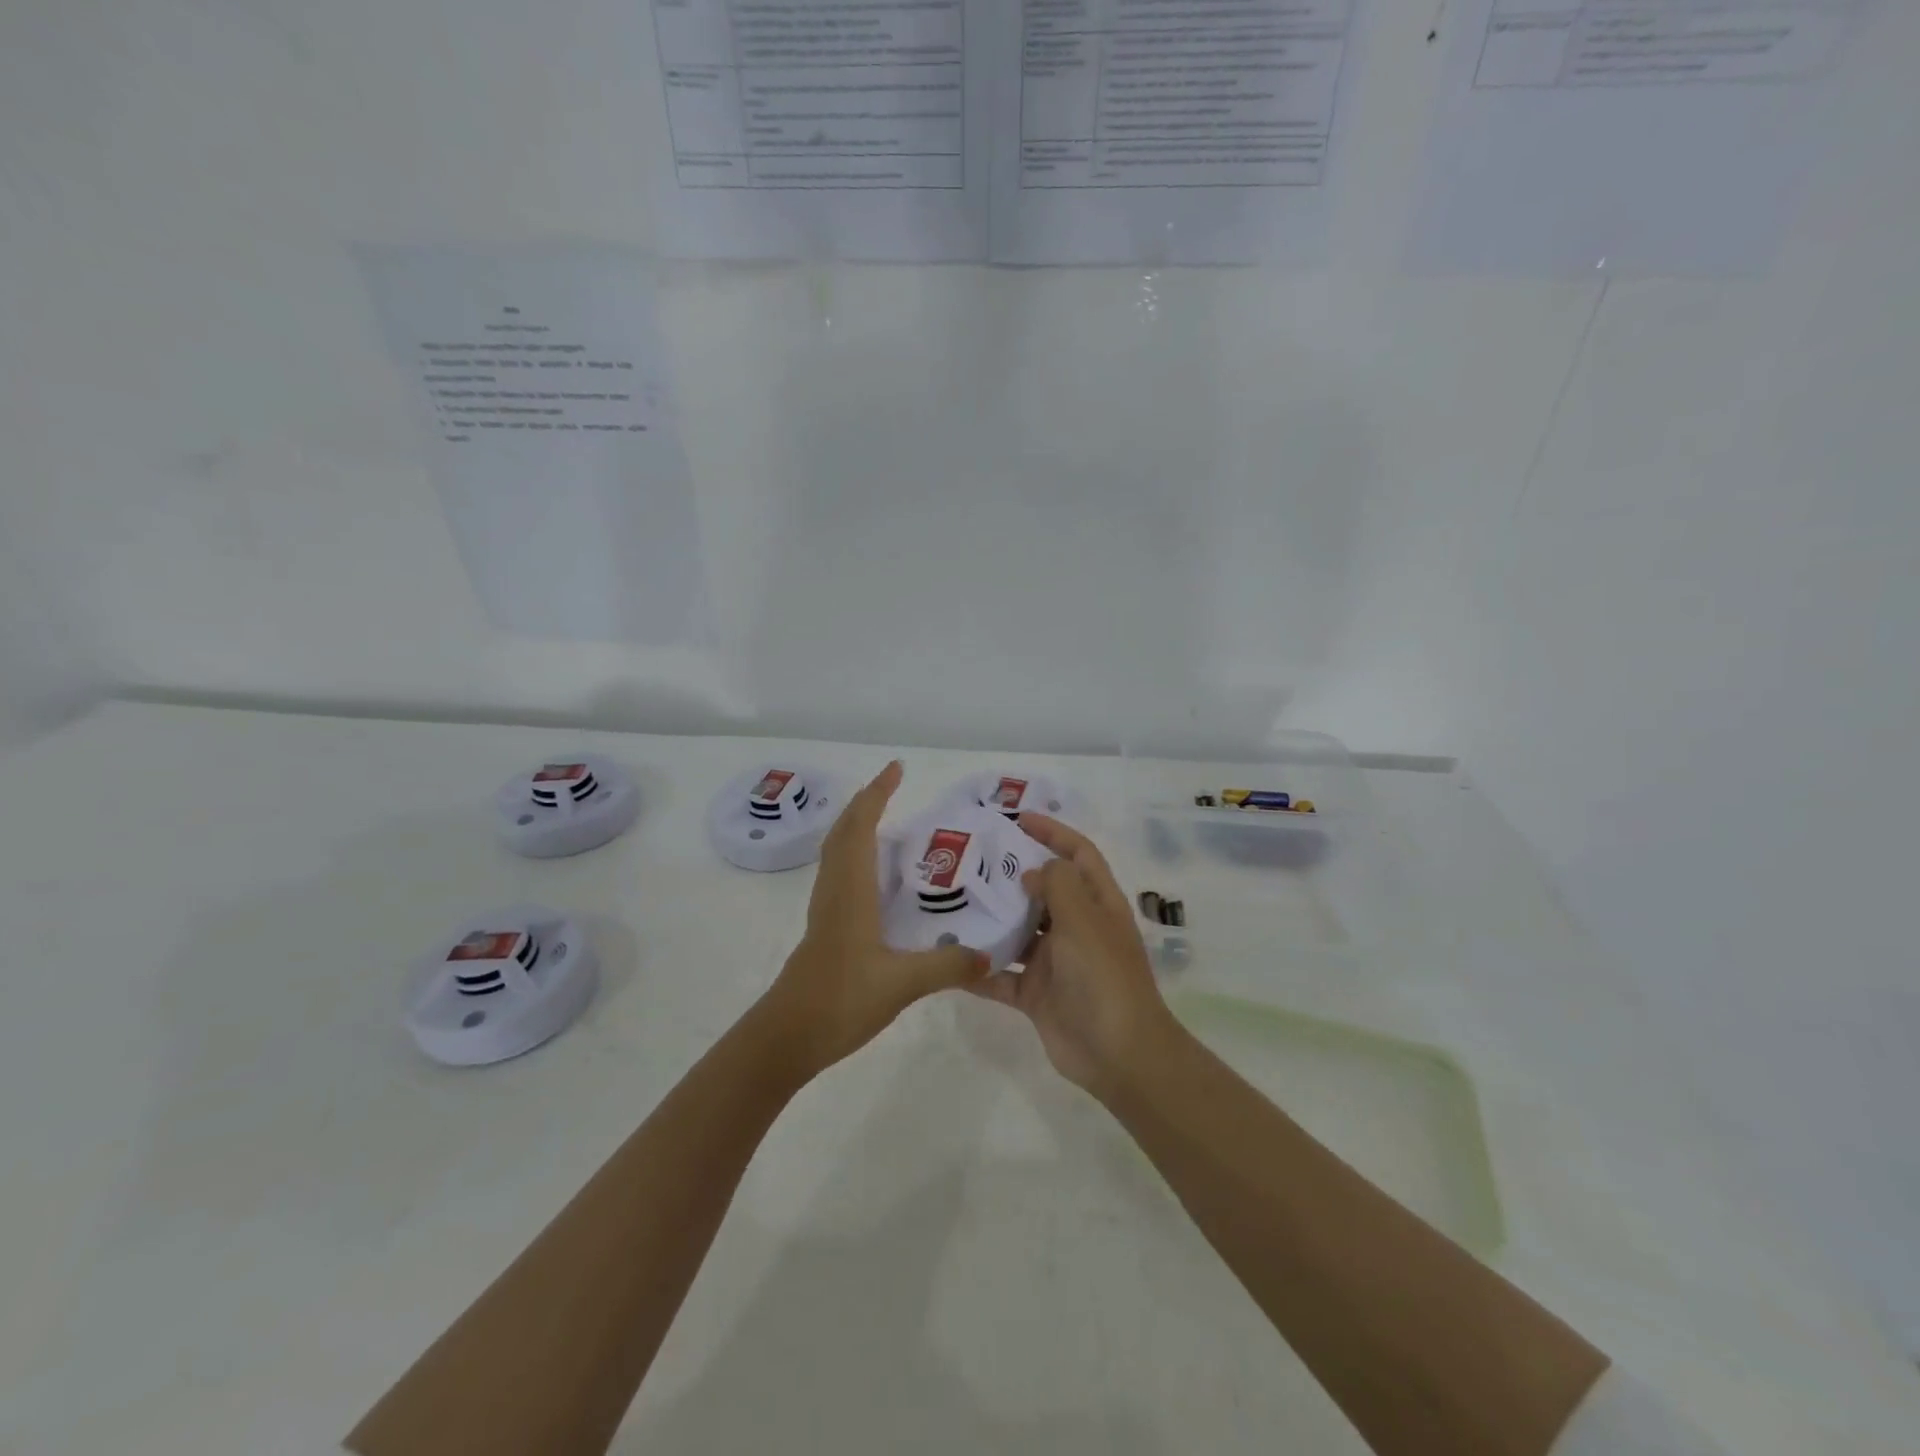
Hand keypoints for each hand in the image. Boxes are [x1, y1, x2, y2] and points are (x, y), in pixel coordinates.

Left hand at [757, 761, 988, 1079]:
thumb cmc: (839, 1000)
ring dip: (856, 826)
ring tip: (886, 820)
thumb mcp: (901, 984)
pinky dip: (855, 855)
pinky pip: (839, 874)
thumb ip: (947, 966)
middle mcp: (835, 890)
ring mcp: (826, 910)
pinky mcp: (825, 929)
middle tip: (893, 786)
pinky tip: (876, 877)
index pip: (861, 827)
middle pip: (843, 831)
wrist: (785, 1038)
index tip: (896, 769)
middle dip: (866, 802)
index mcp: (851, 890)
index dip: (877, 794)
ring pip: (837, 852)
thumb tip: (990, 955)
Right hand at [967, 814, 1176, 1100]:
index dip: (1053, 832)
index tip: (1017, 818)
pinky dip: (978, 968)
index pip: (1078, 854)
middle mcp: (1077, 927)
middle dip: (1012, 873)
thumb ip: (1058, 886)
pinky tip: (947, 958)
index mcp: (1098, 904)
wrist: (1119, 1055)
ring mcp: (1055, 962)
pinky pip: (1001, 975)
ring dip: (991, 919)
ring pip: (1018, 931)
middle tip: (970, 858)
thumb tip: (1033, 872)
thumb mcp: (1085, 921)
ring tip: (951, 901)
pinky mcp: (1036, 994)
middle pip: (1043, 890)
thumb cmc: (1105, 978)